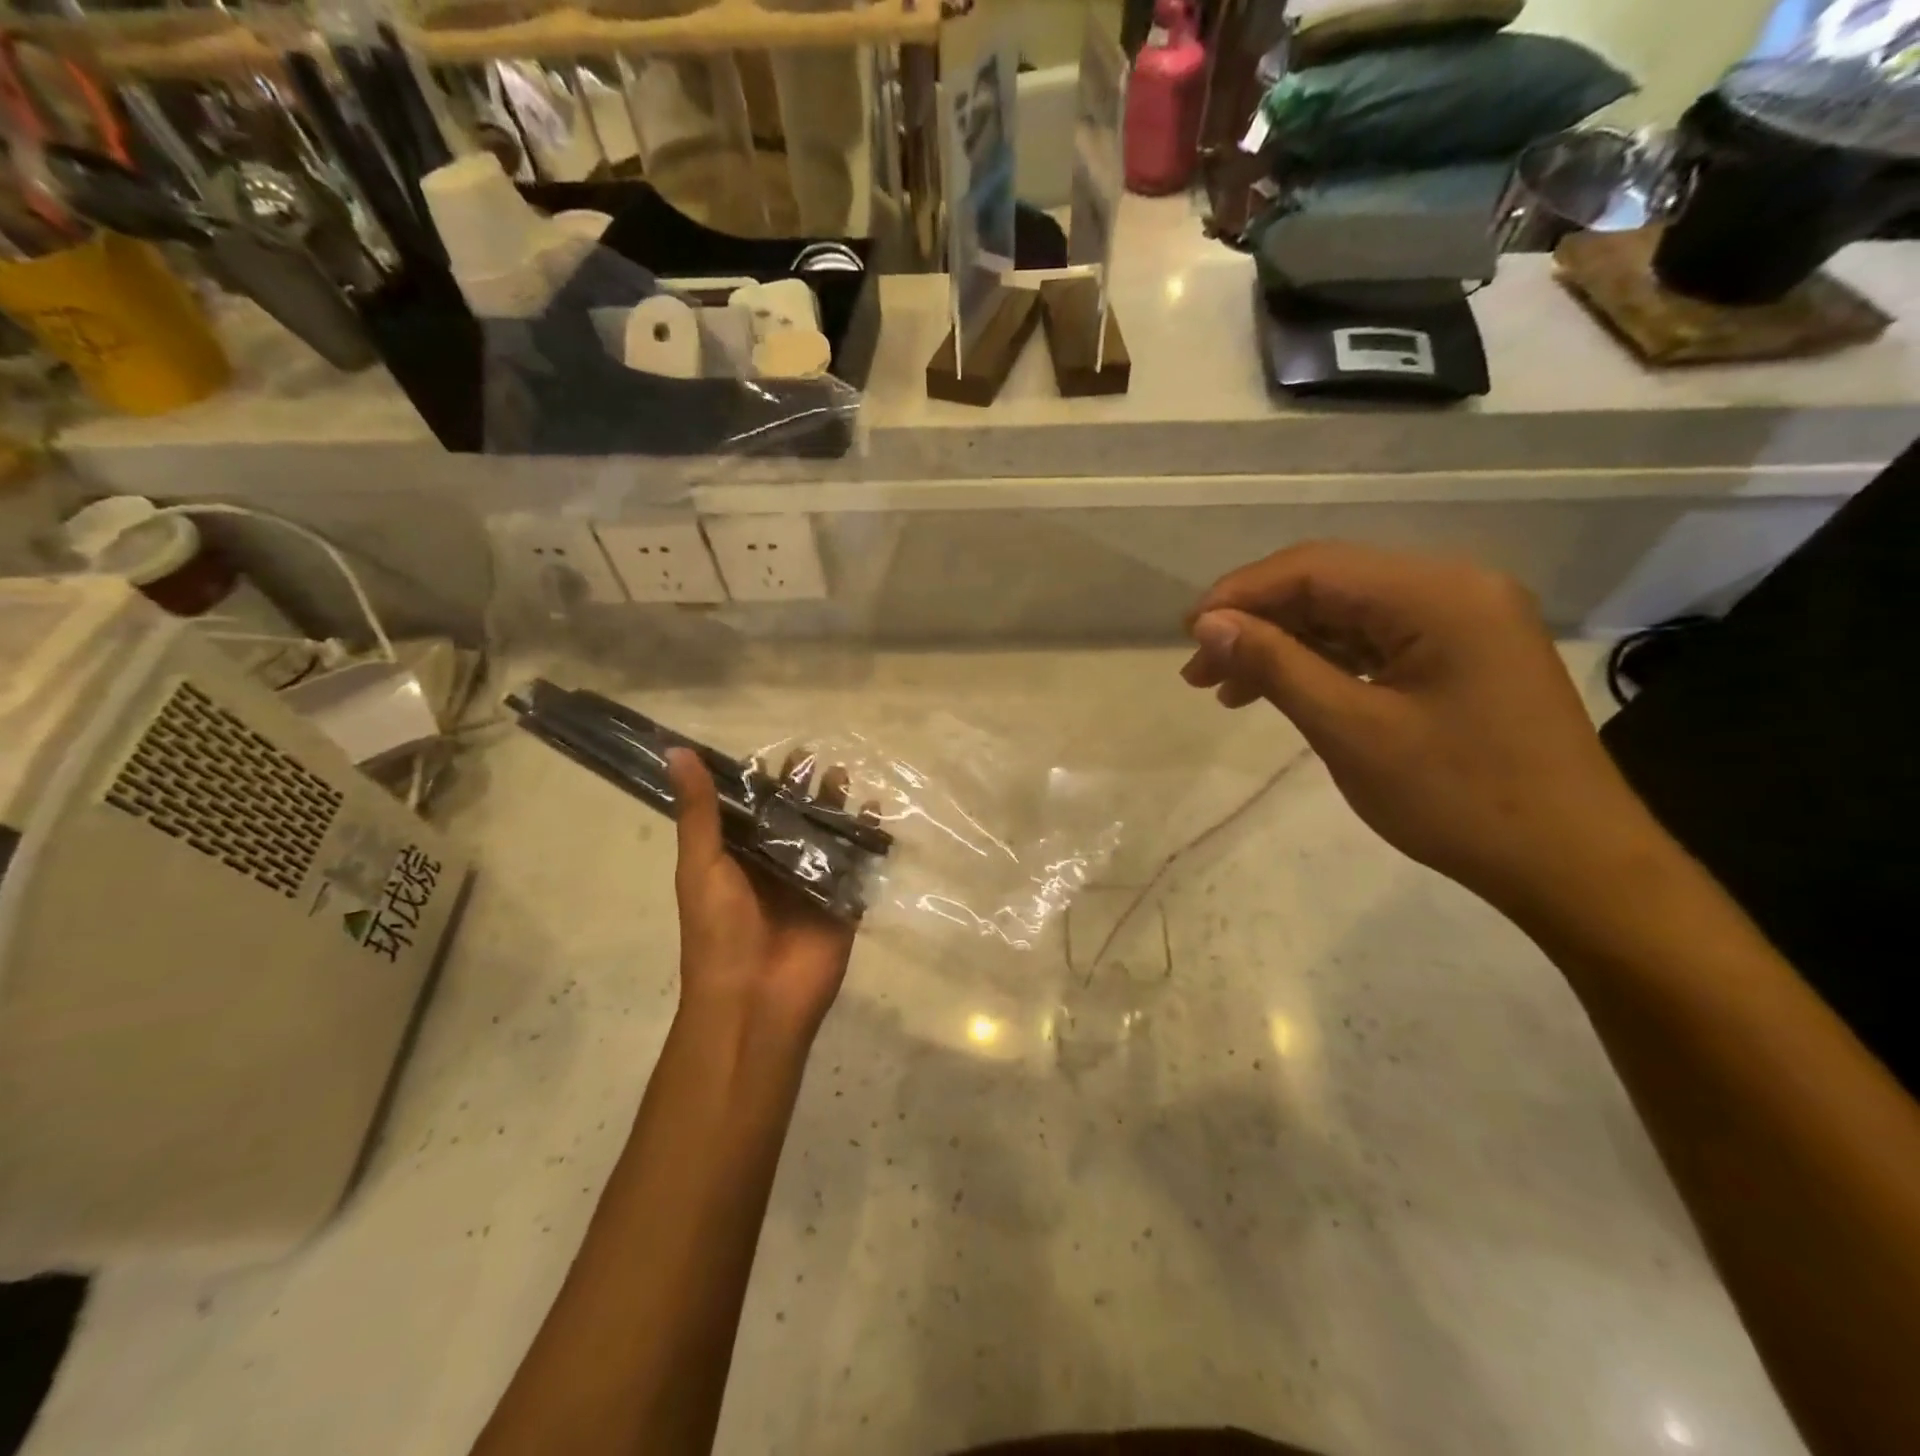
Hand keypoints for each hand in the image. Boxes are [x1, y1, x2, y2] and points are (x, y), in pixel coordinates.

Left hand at [667, 748, 858, 1037]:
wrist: (755, 1001)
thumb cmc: (718, 932)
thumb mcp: (701, 865)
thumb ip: (699, 812)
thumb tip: (677, 751)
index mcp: (737, 858)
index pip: (752, 809)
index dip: (763, 780)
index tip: (778, 749)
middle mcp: (774, 866)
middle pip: (792, 818)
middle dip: (803, 789)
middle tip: (817, 755)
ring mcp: (810, 883)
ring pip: (825, 835)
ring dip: (834, 806)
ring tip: (843, 773)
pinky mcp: (842, 901)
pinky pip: (856, 862)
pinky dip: (866, 836)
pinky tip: (875, 809)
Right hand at [1181, 541, 1664, 914]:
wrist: (1571, 865)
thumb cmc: (1459, 799)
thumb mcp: (1351, 731)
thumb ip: (1276, 666)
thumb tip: (1208, 623)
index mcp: (1438, 593)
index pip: (1314, 568)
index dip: (1240, 595)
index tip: (1187, 634)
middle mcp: (1455, 588)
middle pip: (1330, 585)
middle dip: (1256, 623)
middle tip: (1198, 670)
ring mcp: (1464, 620)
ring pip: (1348, 615)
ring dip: (1284, 645)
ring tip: (1226, 689)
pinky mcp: (1463, 655)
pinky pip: (1376, 642)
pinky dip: (1323, 663)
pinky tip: (1283, 690)